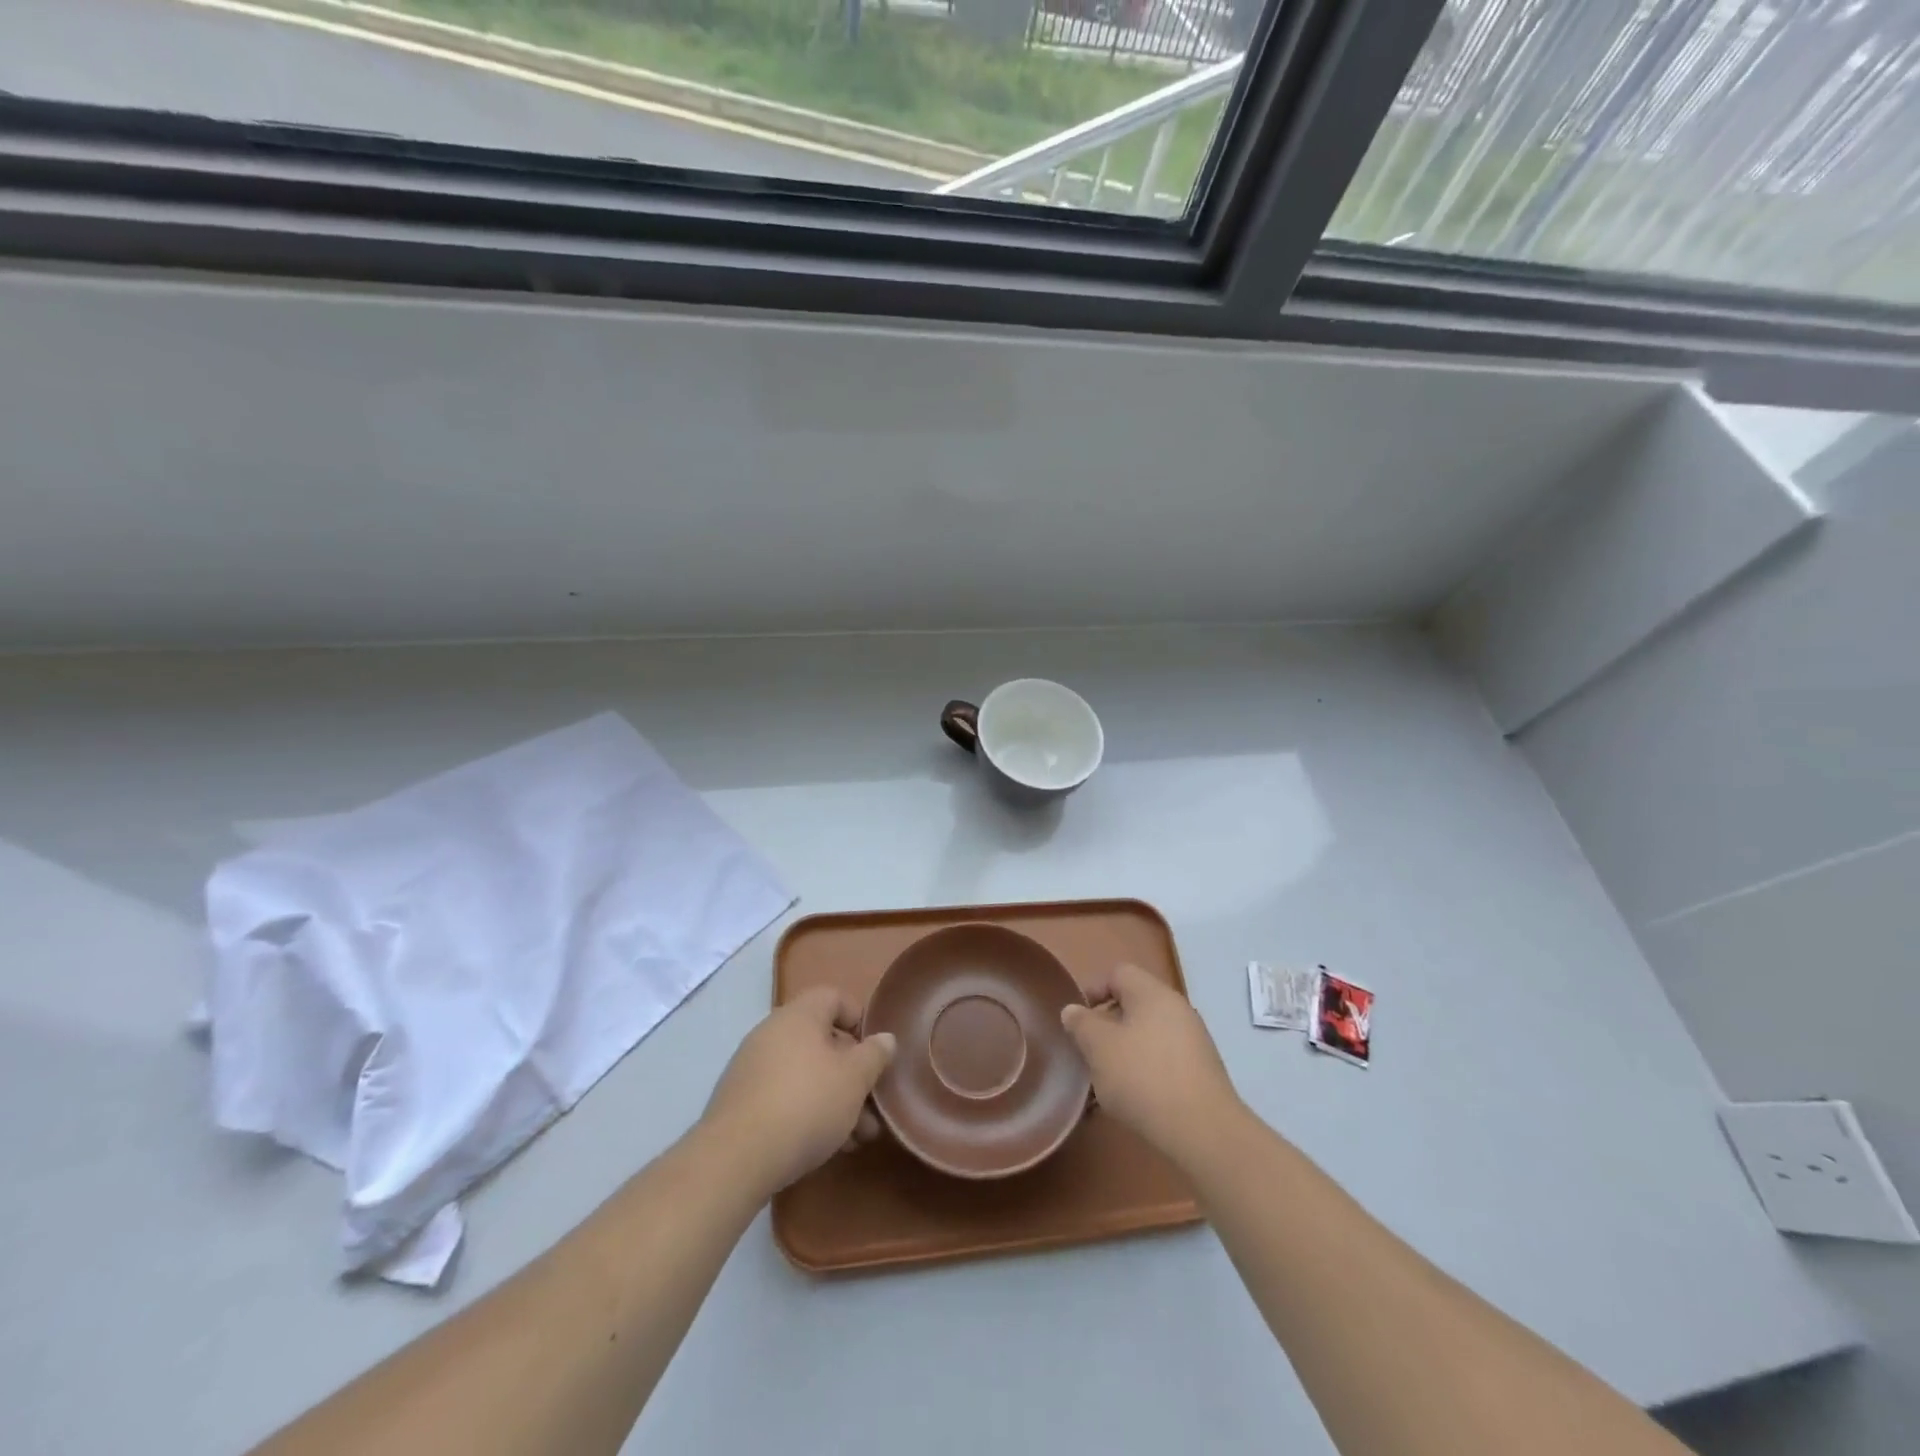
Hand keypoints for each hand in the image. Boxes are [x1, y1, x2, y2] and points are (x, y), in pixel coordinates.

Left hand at [700, 988, 895, 1198]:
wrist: (735, 1159)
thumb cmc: (806, 1104)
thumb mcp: (854, 1079)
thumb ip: (874, 1055)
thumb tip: (885, 1038)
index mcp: (799, 1015)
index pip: (834, 997)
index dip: (859, 1019)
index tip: (874, 1052)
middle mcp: (772, 1032)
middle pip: (822, 1041)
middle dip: (852, 1073)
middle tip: (872, 1107)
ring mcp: (752, 1067)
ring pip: (805, 1073)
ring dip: (834, 1099)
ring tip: (856, 1138)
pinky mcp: (740, 1101)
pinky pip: (783, 1095)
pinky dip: (806, 1112)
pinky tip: (824, 1146)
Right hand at [1062, 962, 1238, 1160]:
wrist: (1204, 1132)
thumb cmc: (1143, 1078)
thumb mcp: (1099, 1048)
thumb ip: (1081, 1024)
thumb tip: (1073, 1010)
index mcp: (1153, 994)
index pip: (1118, 973)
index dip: (1093, 990)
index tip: (1078, 1020)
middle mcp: (1177, 1009)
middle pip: (1133, 1005)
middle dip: (1107, 1026)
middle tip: (1089, 1052)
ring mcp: (1193, 1041)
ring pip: (1147, 1035)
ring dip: (1124, 1052)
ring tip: (1106, 1082)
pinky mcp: (1201, 1072)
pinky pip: (1163, 1060)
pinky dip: (1144, 1072)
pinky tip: (1133, 1099)